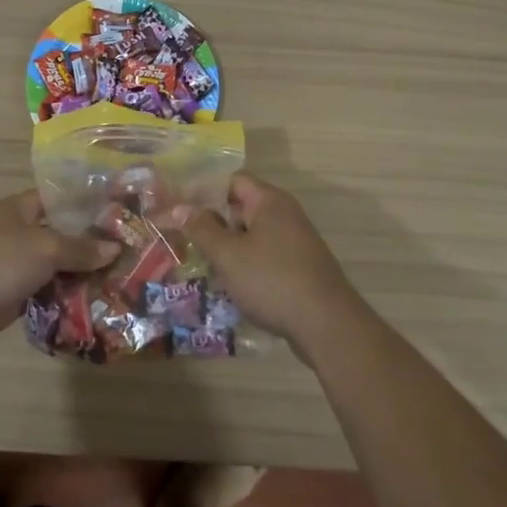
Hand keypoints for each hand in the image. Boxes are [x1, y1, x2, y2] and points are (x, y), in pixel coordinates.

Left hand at [0, 191, 118, 351]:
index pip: (59, 200)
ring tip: (120, 284)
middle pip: (60, 237)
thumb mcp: (45, 247)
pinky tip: (94, 308)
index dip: (86, 205)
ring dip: (80, 278)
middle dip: (90, 247)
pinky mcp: (11, 298)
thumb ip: (79, 248)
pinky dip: (64, 302)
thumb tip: (114, 248)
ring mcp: (14, 268)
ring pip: (55, 269)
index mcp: (20, 209)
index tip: (118, 214)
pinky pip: (45, 297)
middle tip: (130, 255)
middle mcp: (18, 234)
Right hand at [176, 174, 364, 348]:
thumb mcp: (228, 255)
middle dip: (212, 222)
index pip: (232, 180)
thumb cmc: (272, 280)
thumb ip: (201, 229)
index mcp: (269, 201)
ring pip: (252, 234)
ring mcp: (295, 241)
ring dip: (227, 246)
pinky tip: (228, 283)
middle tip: (183, 236)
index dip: (204, 190)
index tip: (179, 207)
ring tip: (200, 261)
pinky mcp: (299, 266)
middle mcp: (285, 213)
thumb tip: (179, 207)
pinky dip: (246, 263)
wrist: (327, 325)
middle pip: (241, 207)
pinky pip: (265, 255)